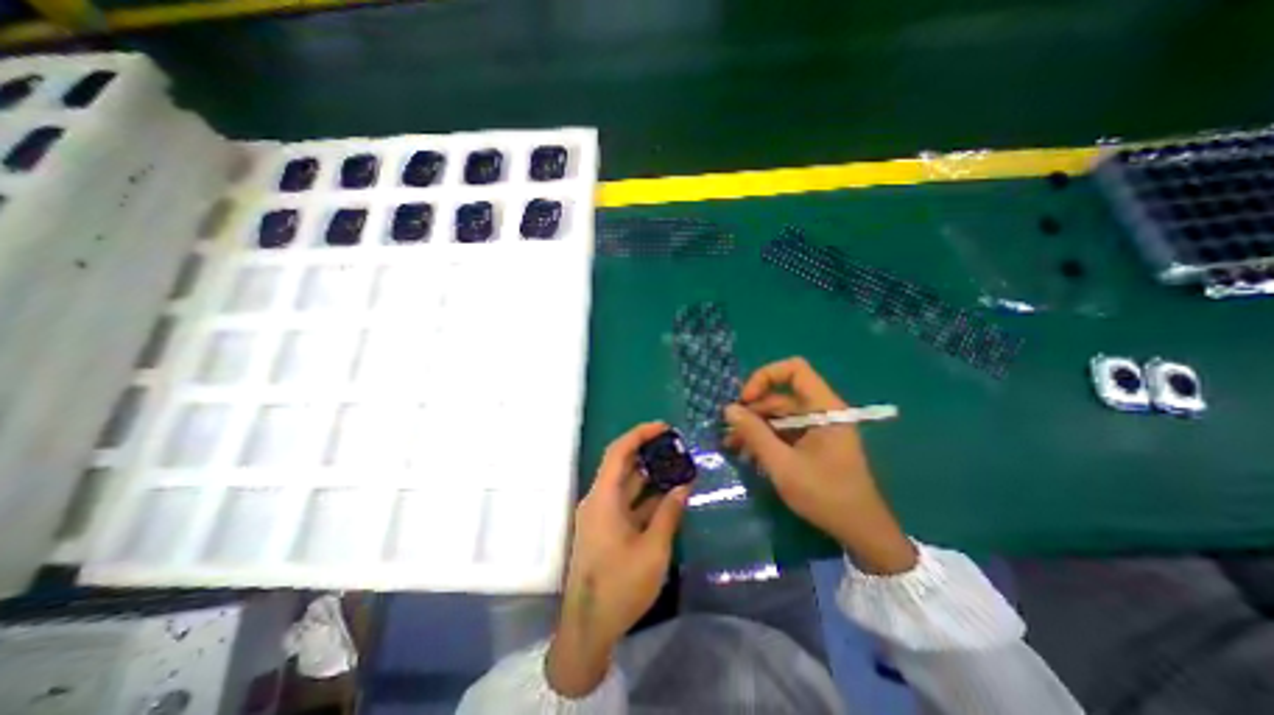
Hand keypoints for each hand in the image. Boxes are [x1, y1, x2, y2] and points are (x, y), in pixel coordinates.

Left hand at [545, 422, 692, 694]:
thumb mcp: (652, 550)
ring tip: (677, 468)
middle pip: (622, 465)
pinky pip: (627, 504)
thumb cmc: (620, 586)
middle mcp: (598, 500)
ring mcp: (601, 515)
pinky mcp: (606, 529)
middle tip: (675, 447)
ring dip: (650, 477)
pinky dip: (646, 498)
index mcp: (603, 498)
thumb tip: (683, 486)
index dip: (639, 435)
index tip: (663, 427)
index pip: (618, 452)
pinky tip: (668, 497)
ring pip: (626, 486)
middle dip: (648, 453)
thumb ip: (668, 514)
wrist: (588, 628)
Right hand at [725, 357, 915, 576]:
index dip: (765, 377)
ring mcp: (817, 428)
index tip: (745, 400)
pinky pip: (784, 431)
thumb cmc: (825, 495)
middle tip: (729, 431)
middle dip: (752, 411)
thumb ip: (754, 434)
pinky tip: (748, 455)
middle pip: (780, 396)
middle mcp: (821, 411)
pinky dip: (766, 439)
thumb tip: (729, 408)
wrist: (860, 533)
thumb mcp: (782, 464)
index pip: (794, 370)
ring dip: (755, 428)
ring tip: (732, 446)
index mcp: (824, 408)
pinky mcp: (813, 443)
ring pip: (779, 415)